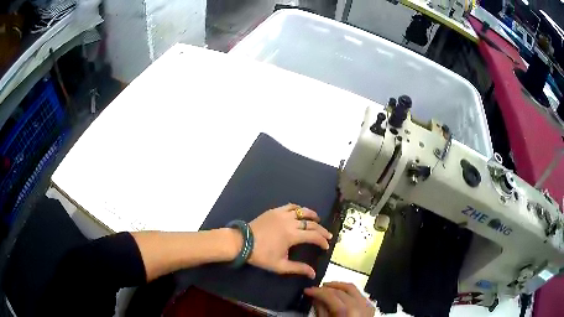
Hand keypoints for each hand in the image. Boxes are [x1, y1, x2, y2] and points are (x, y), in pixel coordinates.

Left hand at [245, 203, 332, 278]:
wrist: (241, 242)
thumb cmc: (261, 255)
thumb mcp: (280, 265)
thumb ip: (298, 268)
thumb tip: (313, 273)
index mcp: (292, 235)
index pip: (314, 236)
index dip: (322, 241)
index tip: (326, 246)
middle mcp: (290, 222)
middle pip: (311, 224)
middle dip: (321, 230)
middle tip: (327, 235)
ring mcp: (282, 214)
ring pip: (302, 211)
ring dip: (312, 216)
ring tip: (317, 220)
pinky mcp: (274, 210)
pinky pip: (290, 206)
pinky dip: (298, 209)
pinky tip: (300, 212)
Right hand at [305, 282, 374, 316]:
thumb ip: (321, 310)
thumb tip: (315, 298)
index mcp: (347, 312)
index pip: (330, 295)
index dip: (317, 291)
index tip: (307, 290)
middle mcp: (360, 306)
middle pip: (342, 290)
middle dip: (326, 288)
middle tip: (315, 289)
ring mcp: (367, 306)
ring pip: (352, 289)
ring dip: (339, 286)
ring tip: (327, 288)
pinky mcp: (370, 308)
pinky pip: (360, 295)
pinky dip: (350, 292)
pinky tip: (342, 294)